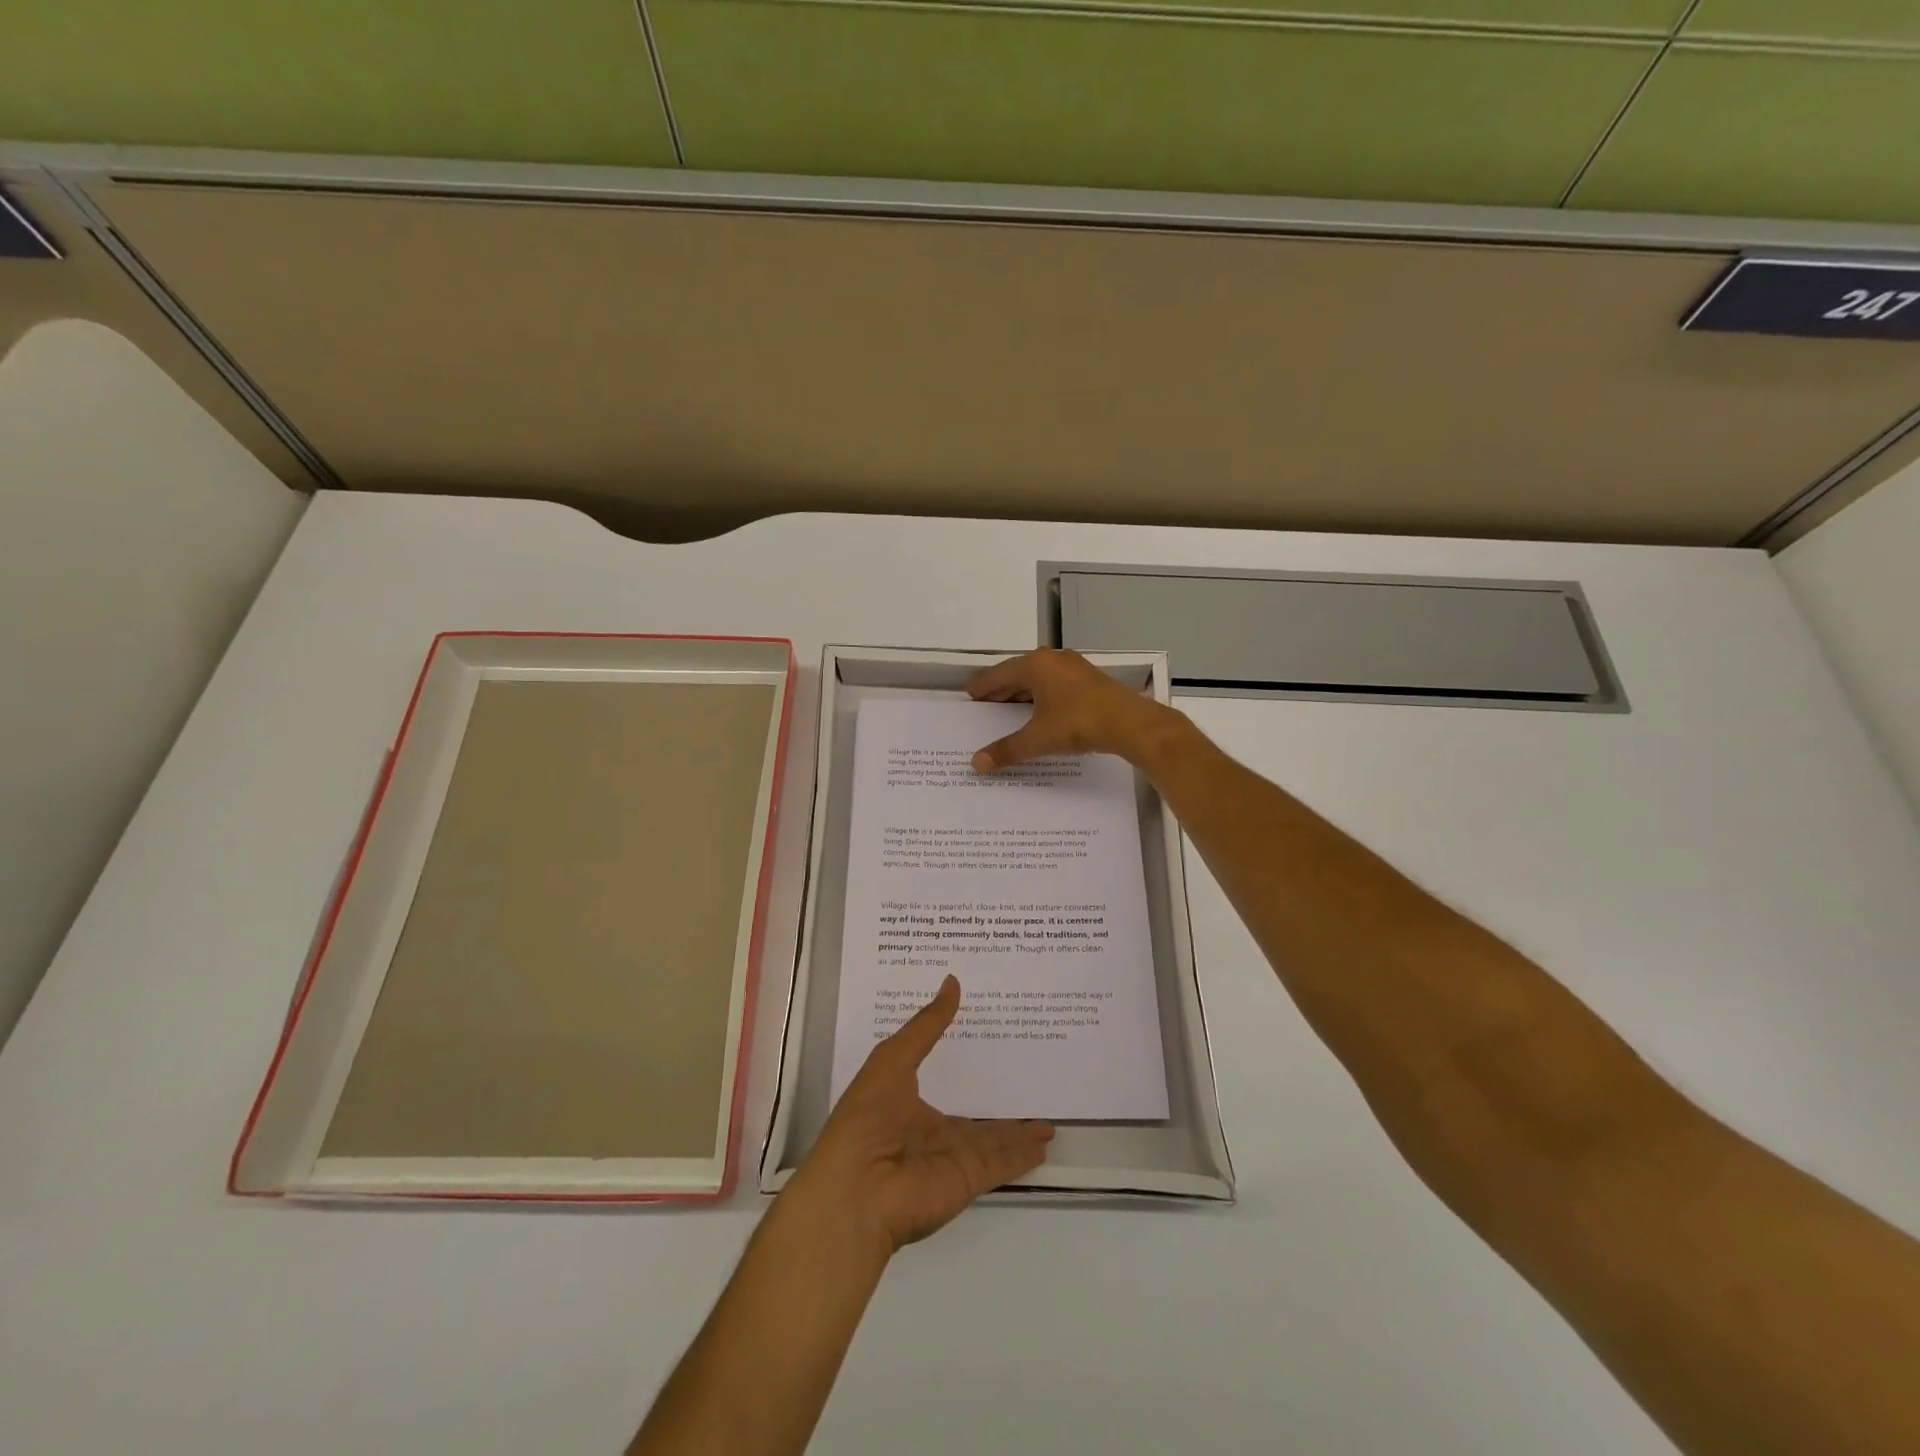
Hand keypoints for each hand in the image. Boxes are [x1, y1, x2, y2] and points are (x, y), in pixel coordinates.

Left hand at [795, 976, 1053, 1252]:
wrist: (857, 1190)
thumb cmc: (867, 1117)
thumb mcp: (893, 1059)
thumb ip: (927, 1025)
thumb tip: (952, 981)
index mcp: (906, 1103)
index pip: (943, 1080)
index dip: (963, 1064)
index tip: (989, 1041)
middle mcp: (931, 1132)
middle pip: (973, 1118)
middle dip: (997, 1105)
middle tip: (1028, 1083)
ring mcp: (952, 1158)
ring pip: (994, 1141)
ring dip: (1019, 1132)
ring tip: (1047, 1121)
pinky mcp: (969, 1178)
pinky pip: (1003, 1162)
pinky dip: (1023, 1155)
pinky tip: (1045, 1143)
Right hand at [968, 647, 1184, 770]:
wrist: (1130, 723)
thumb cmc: (1078, 724)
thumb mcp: (1038, 739)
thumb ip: (1007, 750)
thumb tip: (976, 763)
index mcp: (1035, 665)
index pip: (999, 673)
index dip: (983, 686)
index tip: (970, 694)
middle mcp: (1053, 659)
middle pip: (1018, 673)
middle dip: (1002, 689)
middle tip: (986, 705)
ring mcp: (1074, 667)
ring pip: (1039, 678)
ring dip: (1023, 693)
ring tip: (1010, 710)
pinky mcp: (1090, 680)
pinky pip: (1056, 684)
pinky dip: (1042, 696)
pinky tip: (1041, 712)